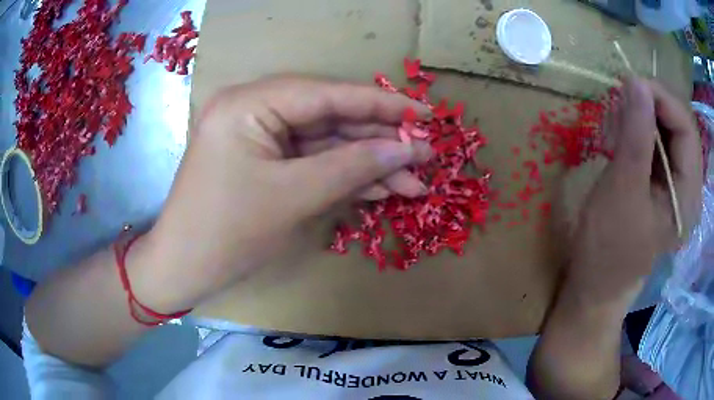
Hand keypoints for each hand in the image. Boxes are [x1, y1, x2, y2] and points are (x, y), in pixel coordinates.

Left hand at [132, 76, 431, 311]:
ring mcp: (258, 135)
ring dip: (368, 163)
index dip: (381, 105)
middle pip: (330, 117)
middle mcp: (253, 108)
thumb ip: (353, 167)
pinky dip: (344, 175)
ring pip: (325, 143)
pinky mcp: (264, 160)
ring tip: (414, 180)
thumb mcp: (294, 197)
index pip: (328, 94)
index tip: (425, 113)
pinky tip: (382, 187)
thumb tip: (406, 149)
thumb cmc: (227, 233)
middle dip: (379, 140)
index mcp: (249, 103)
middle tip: (425, 154)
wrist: (185, 269)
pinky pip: (311, 161)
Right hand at [566, 77, 701, 303]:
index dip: (663, 99)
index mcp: (688, 195)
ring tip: (613, 130)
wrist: (595, 282)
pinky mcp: (659, 182)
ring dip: (639, 119)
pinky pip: (654, 143)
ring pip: (665, 130)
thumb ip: (635, 135)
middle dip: (649, 108)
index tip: (630, 83)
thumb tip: (636, 81)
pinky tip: (617, 142)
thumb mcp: (623, 189)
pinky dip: (635, 132)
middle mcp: (687, 185)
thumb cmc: (609, 246)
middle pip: (678, 126)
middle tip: (618, 106)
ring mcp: (674, 183)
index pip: (687, 128)